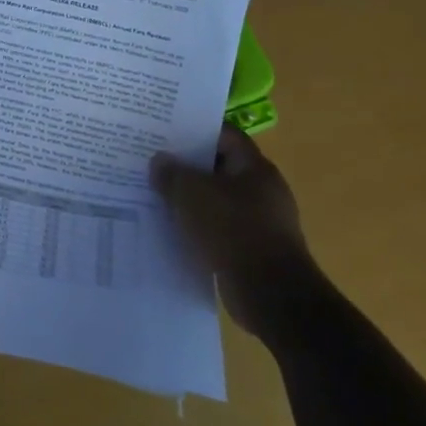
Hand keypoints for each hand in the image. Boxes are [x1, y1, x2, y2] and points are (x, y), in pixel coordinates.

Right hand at [152, 125, 315, 341]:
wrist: (272, 296)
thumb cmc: (233, 230)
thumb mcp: (192, 194)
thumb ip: (172, 173)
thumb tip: (159, 161)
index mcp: (255, 167)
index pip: (224, 135)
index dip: (195, 130)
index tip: (165, 130)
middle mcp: (262, 190)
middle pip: (219, 167)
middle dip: (187, 166)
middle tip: (153, 162)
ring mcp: (260, 222)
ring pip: (217, 200)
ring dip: (191, 200)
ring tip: (156, 195)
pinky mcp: (253, 250)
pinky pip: (219, 229)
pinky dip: (199, 228)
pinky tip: (173, 229)